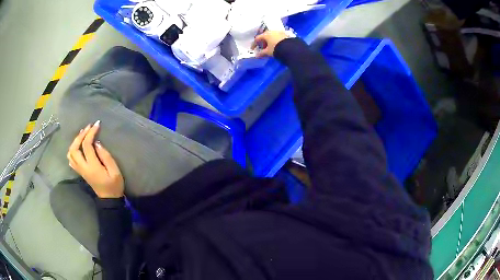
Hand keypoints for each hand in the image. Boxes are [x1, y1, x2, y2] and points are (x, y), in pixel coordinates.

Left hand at [67, 121, 123, 198]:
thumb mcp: (115, 171)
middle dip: (80, 135)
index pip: (87, 146)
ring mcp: (80, 170)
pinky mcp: (80, 172)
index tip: (97, 124)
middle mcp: (83, 168)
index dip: (91, 133)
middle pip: (74, 148)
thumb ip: (106, 156)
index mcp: (92, 167)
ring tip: (83, 134)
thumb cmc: (114, 185)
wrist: (109, 199)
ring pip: (70, 153)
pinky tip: (78, 146)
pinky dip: (72, 150)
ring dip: (75, 141)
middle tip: (88, 128)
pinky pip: (71, 159)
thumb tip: (97, 143)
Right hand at [252, 31, 289, 57]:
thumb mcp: (268, 52)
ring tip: (270, 48)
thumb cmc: (276, 48)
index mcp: (266, 34)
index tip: (253, 49)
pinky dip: (275, 41)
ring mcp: (279, 32)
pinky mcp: (285, 34)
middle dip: (263, 42)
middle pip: (264, 36)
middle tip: (263, 48)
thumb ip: (261, 53)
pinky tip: (276, 45)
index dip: (254, 44)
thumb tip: (257, 55)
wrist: (290, 48)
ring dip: (269, 41)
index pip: (257, 38)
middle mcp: (272, 31)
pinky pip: (277, 37)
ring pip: (271, 36)